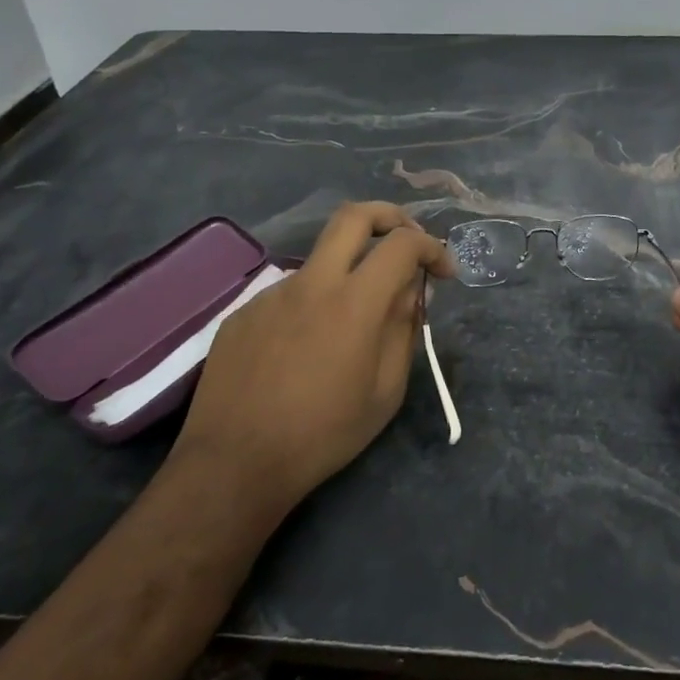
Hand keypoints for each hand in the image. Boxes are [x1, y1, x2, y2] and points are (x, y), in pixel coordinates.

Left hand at [169, 202, 453, 510]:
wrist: (235, 463)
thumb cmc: (324, 434)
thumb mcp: (386, 392)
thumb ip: (404, 331)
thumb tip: (411, 292)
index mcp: (354, 303)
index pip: (402, 245)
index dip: (432, 248)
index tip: (444, 273)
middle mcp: (312, 283)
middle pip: (354, 216)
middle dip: (390, 216)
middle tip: (406, 243)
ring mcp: (272, 294)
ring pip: (320, 260)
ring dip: (349, 273)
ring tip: (351, 327)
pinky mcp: (244, 313)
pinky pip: (290, 295)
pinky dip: (313, 307)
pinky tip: (305, 351)